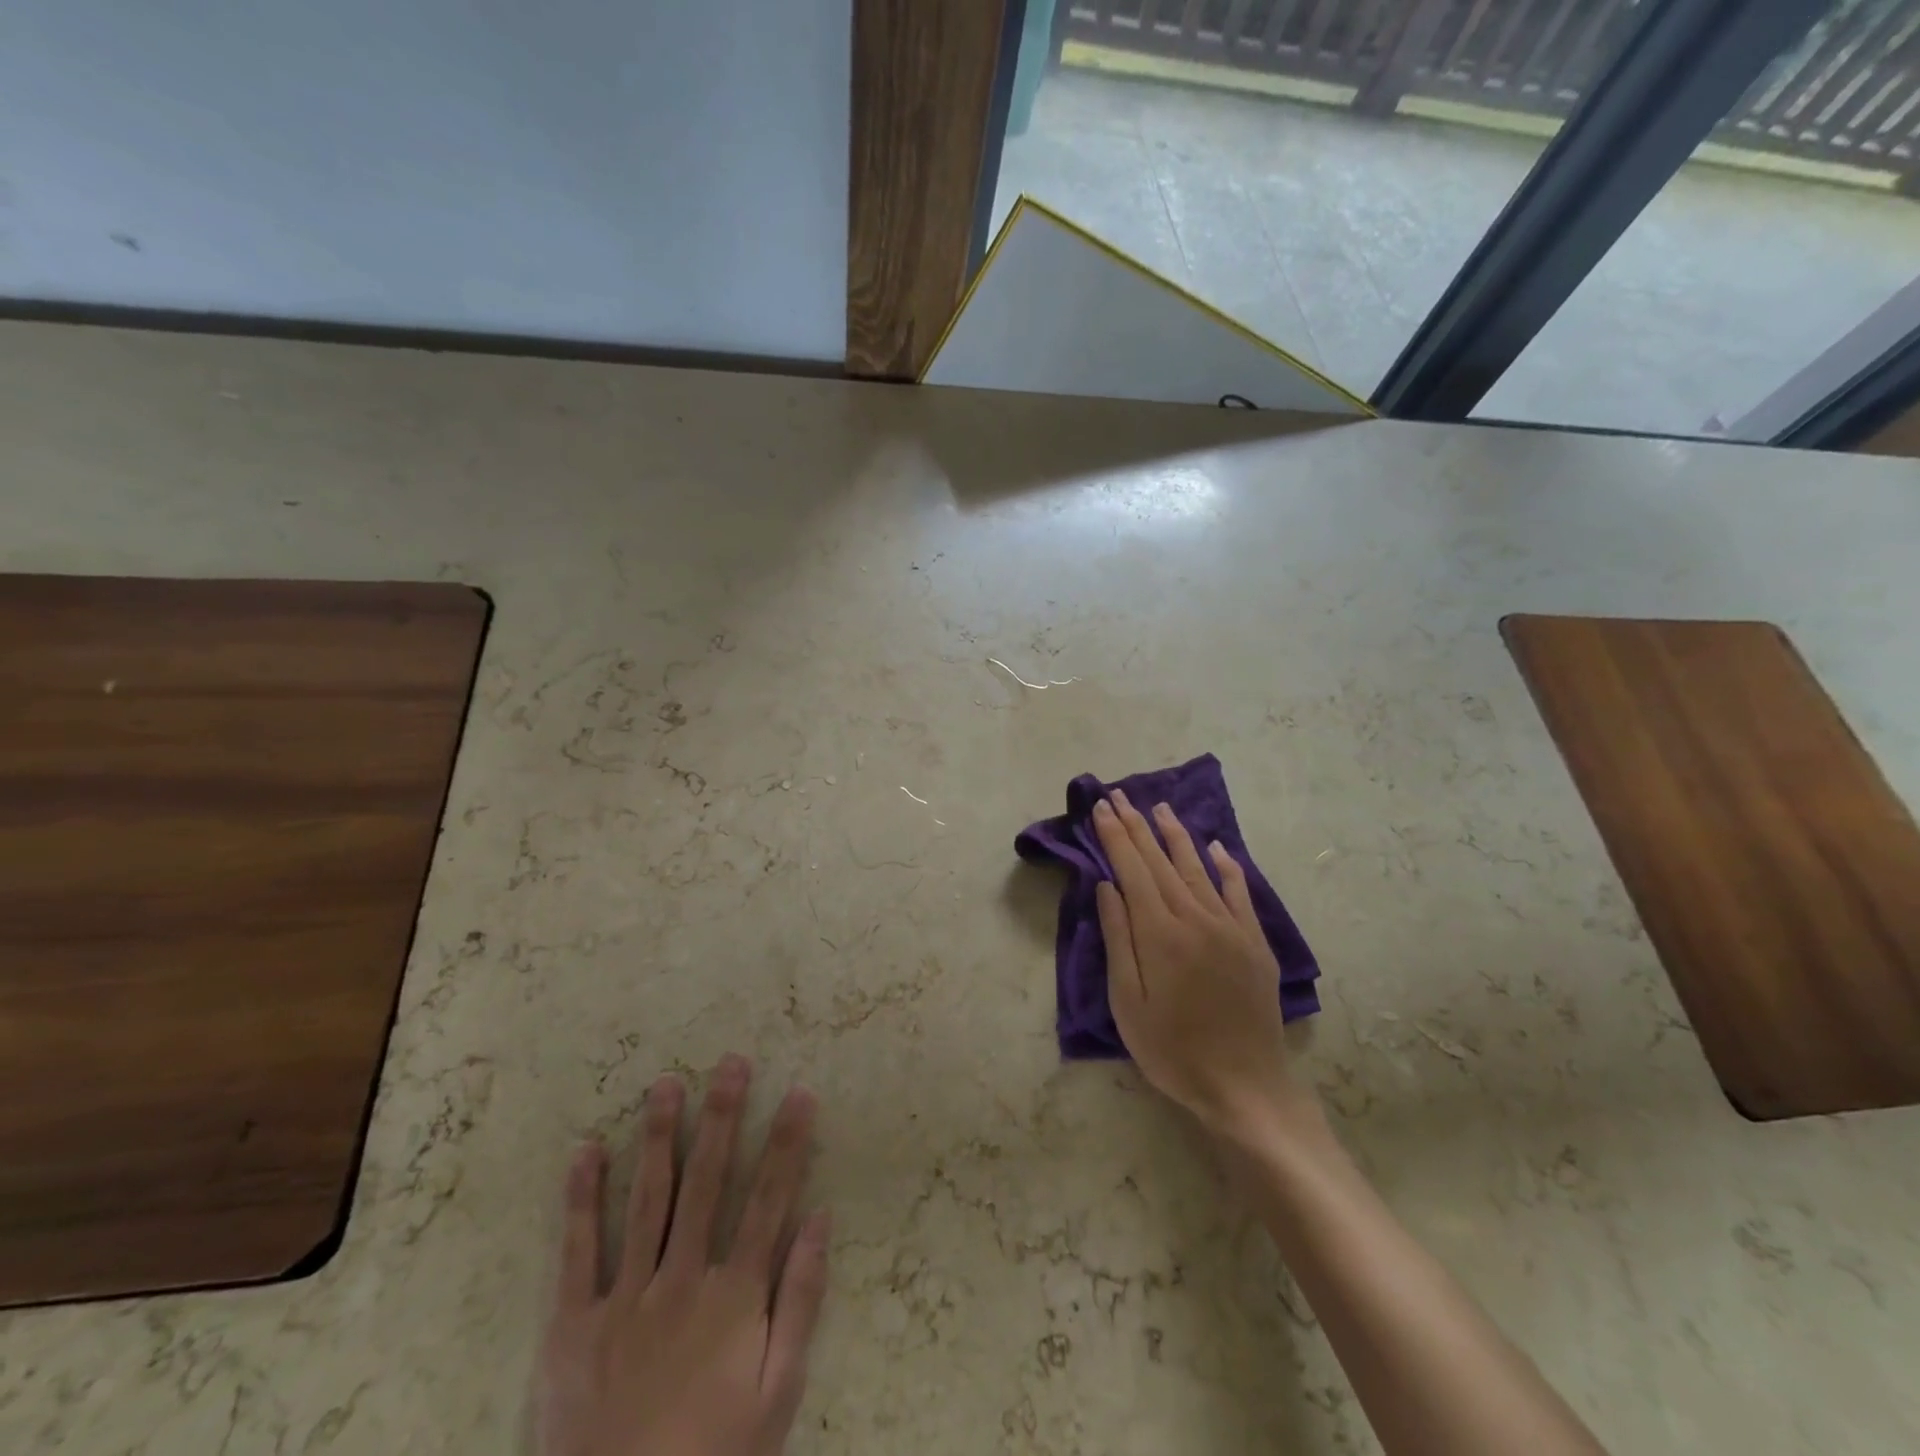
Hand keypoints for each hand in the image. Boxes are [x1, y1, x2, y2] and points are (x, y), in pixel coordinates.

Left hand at [536, 1054, 830, 1455]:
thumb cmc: (713, 1454)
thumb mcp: (779, 1393)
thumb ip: (802, 1302)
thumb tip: (821, 1219)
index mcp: (734, 1296)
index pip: (769, 1200)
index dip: (787, 1143)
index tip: (799, 1092)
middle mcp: (681, 1280)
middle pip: (707, 1183)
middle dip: (723, 1118)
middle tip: (731, 1063)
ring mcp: (624, 1298)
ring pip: (647, 1200)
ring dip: (659, 1137)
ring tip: (666, 1083)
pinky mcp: (572, 1325)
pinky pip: (577, 1252)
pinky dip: (581, 1199)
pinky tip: (586, 1150)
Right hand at [1092, 790, 1306, 1136]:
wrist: (1245, 1086)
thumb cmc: (1172, 1050)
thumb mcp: (1128, 1002)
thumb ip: (1118, 939)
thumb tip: (1107, 886)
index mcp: (1160, 933)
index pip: (1132, 870)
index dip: (1115, 837)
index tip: (1102, 808)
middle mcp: (1196, 918)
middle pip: (1161, 861)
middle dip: (1137, 826)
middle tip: (1120, 796)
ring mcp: (1230, 927)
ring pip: (1197, 868)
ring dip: (1176, 835)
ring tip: (1160, 808)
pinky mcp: (1254, 941)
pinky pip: (1239, 892)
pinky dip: (1227, 866)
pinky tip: (1217, 847)